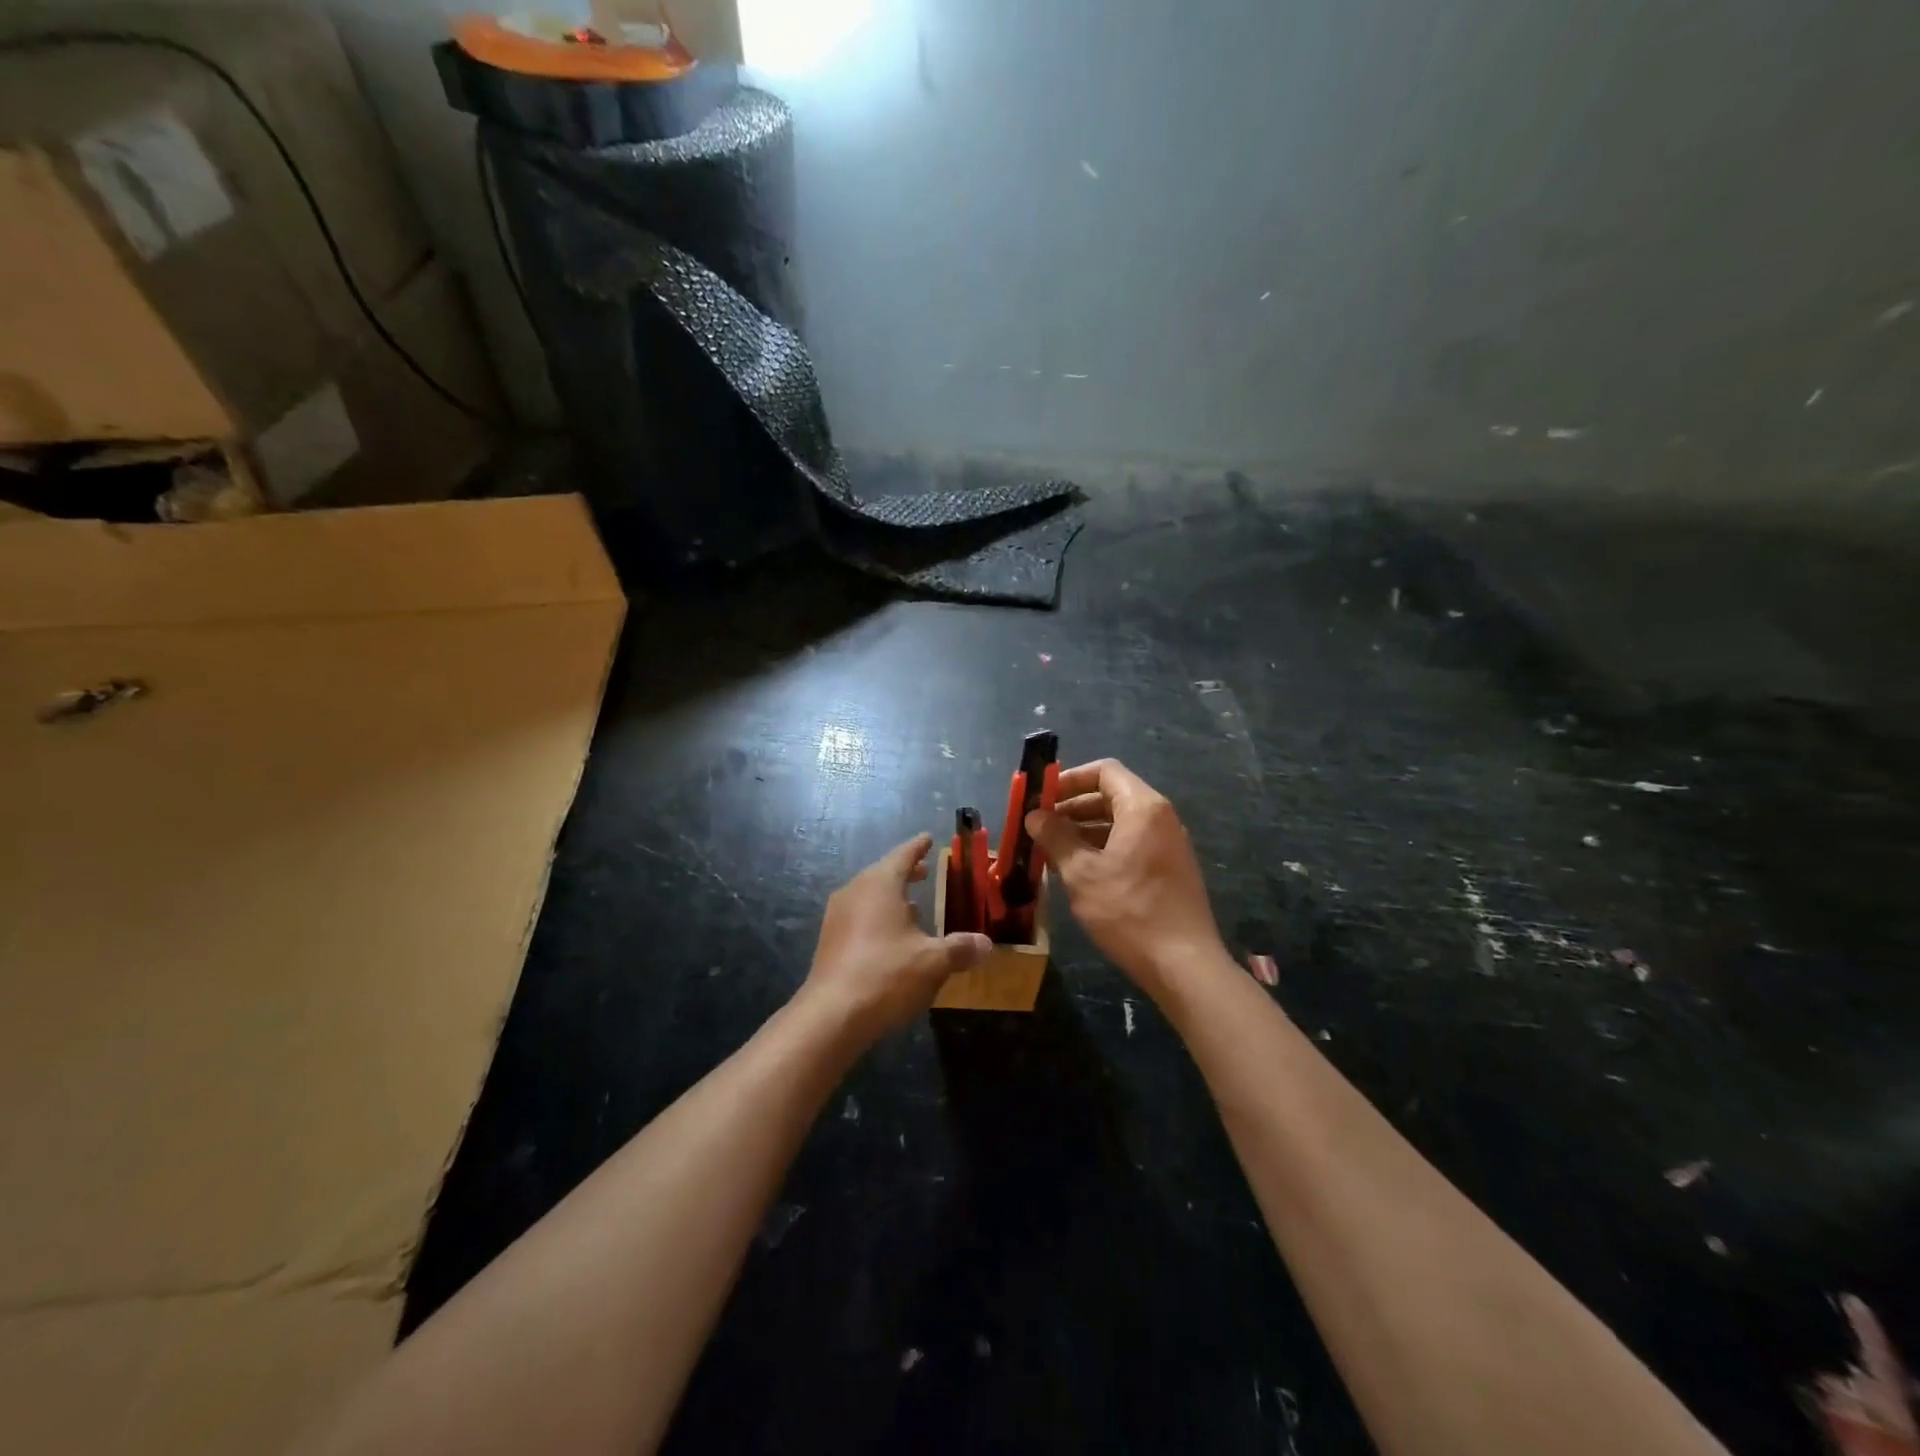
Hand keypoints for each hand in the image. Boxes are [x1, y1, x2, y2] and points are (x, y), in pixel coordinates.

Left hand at [801, 834, 992, 1044]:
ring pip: (868, 897)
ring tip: (913, 907)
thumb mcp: (933, 962)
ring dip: (890, 898)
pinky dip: (877, 918)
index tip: (927, 839)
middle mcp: (854, 892)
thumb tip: (987, 944)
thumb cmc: (886, 975)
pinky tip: (891, 939)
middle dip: (905, 873)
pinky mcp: (829, 943)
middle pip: (883, 874)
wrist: (831, 1016)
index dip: (917, 848)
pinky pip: (858, 918)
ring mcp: (837, 918)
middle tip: (924, 871)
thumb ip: (960, 949)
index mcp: (879, 884)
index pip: (902, 855)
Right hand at [1026, 760, 1226, 997]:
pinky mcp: (1170, 868)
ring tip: (1052, 850)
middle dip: (1073, 806)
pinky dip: (1104, 847)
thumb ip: (1056, 838)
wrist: (1184, 964)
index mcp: (1143, 808)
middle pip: (1112, 795)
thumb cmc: (1129, 911)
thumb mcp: (1082, 873)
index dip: (1070, 779)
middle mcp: (1161, 817)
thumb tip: (1035, 816)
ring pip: (1120, 822)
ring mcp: (1169, 844)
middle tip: (1040, 826)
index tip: (1042, 797)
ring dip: (1085, 829)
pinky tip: (1079, 871)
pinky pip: (1132, 843)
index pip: (1104, 771)